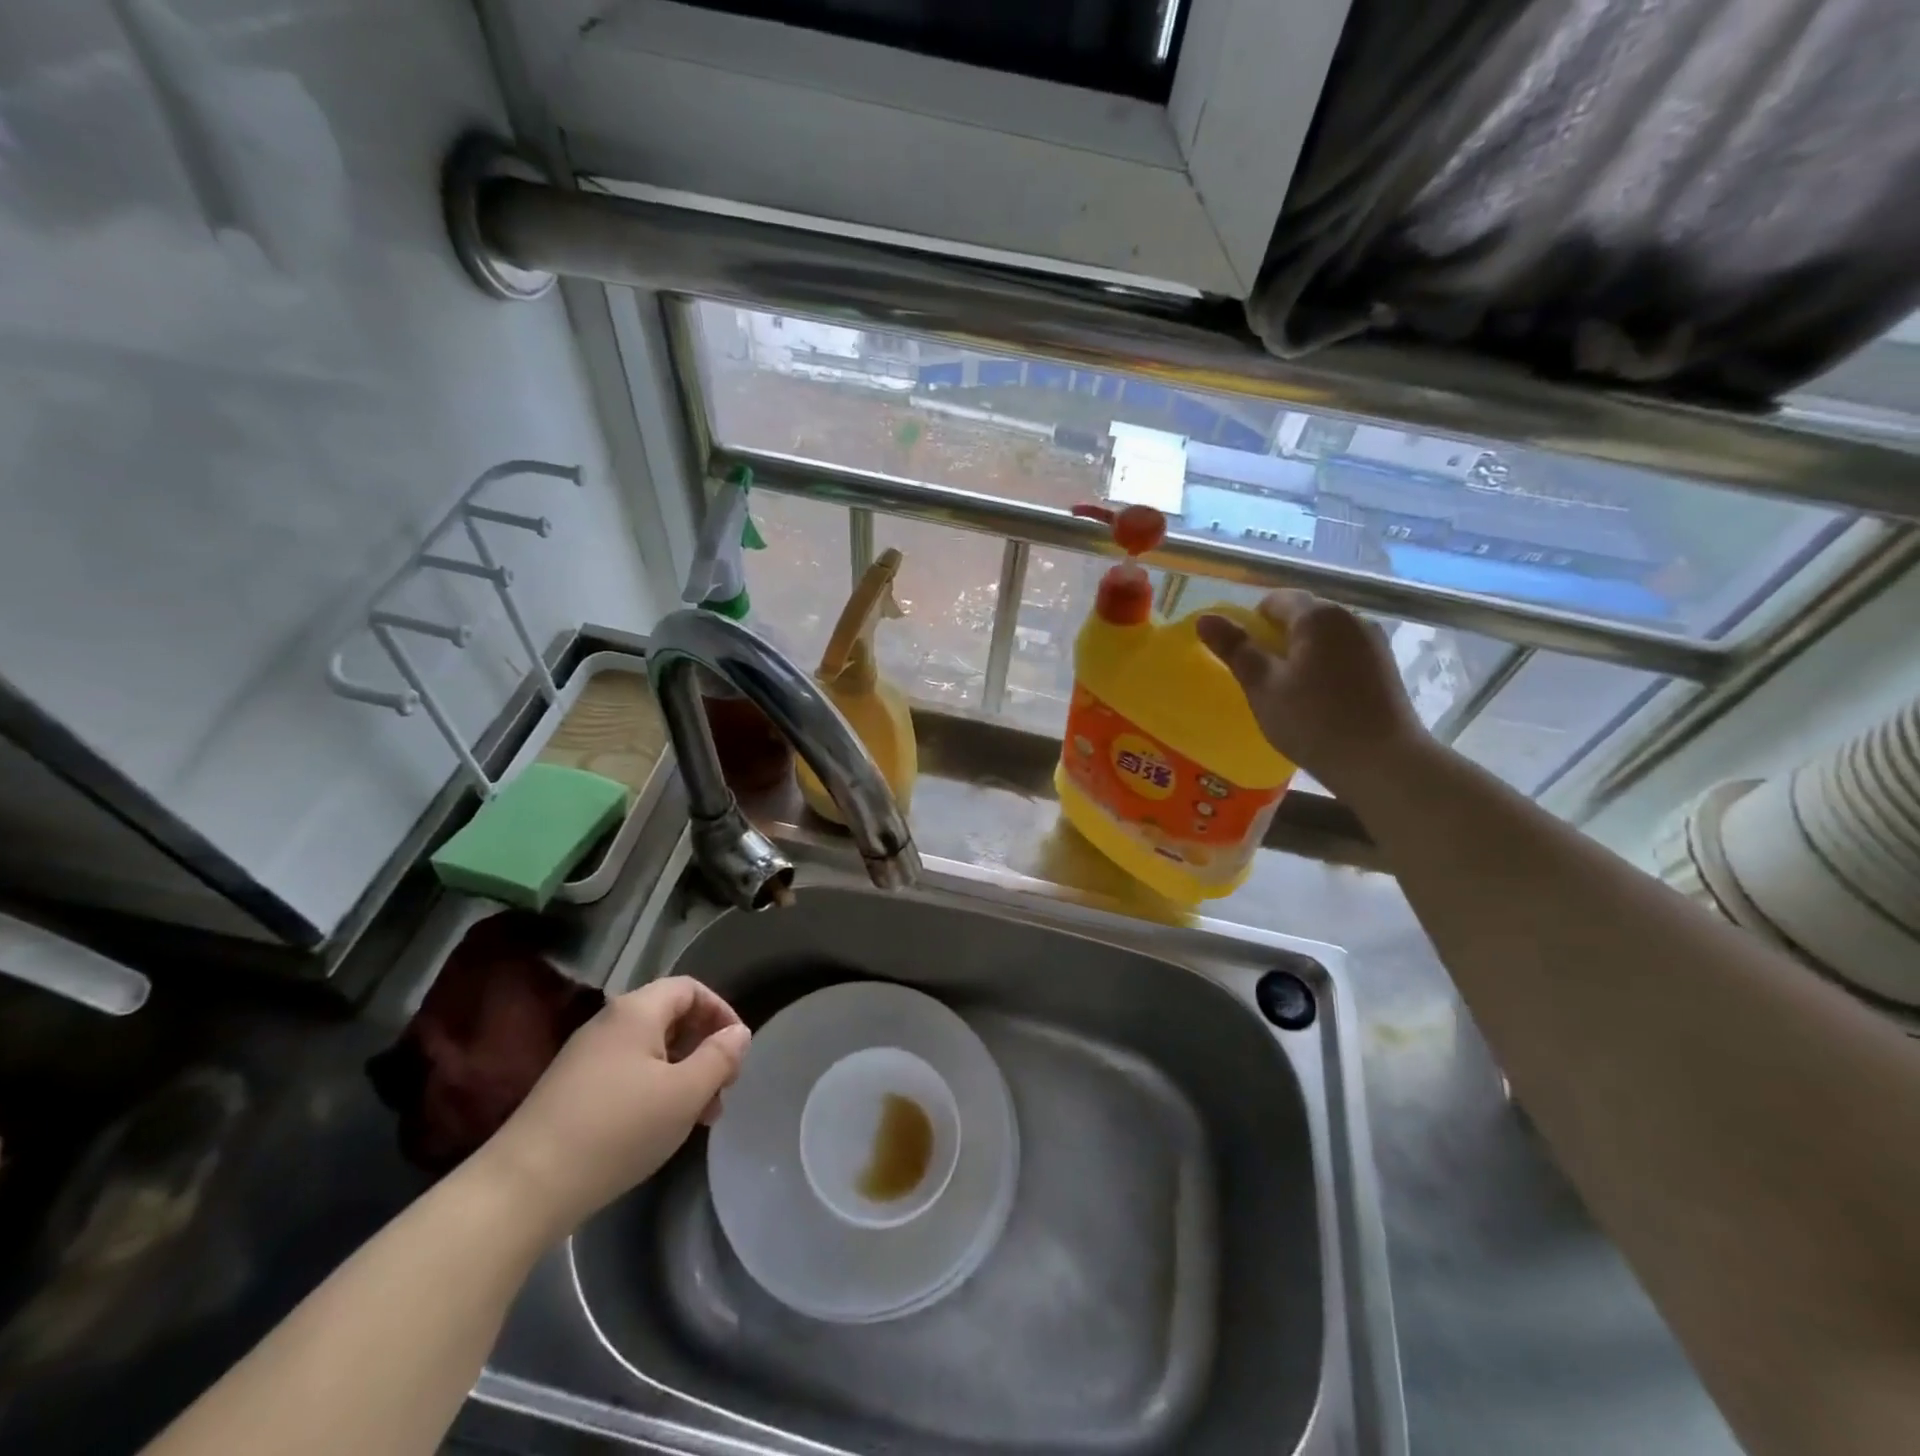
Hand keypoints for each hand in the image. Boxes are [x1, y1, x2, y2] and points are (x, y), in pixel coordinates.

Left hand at [478, 977, 749, 1237]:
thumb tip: (738, 1033)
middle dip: (704, 1050)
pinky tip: (658, 1129)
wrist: (522, 1189)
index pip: (690, 989)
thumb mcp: (684, 1094)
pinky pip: (627, 1074)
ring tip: (697, 1118)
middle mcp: (609, 1023)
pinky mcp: (570, 1091)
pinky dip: (654, 1091)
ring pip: (650, 1051)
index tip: (737, 1051)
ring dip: (682, 1075)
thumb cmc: (616, 1130)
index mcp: (637, 1011)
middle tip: (721, 1091)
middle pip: (671, 1018)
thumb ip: (719, 1058)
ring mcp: (585, 1058)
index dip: (721, 1012)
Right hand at [1196, 591, 1427, 797]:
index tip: (1242, 657)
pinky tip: (1319, 701)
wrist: (1382, 762)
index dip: (1252, 623)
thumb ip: (1235, 648)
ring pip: (1325, 637)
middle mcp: (1351, 617)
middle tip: (1260, 678)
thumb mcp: (1262, 686)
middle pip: (1302, 616)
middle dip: (1277, 639)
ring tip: (1289, 692)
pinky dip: (1325, 668)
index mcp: (1318, 615)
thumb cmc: (1313, 721)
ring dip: (1302, 655)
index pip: (1275, 600)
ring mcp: (1374, 642)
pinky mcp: (1386, 667)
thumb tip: (1205, 618)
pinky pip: (1344, 655)